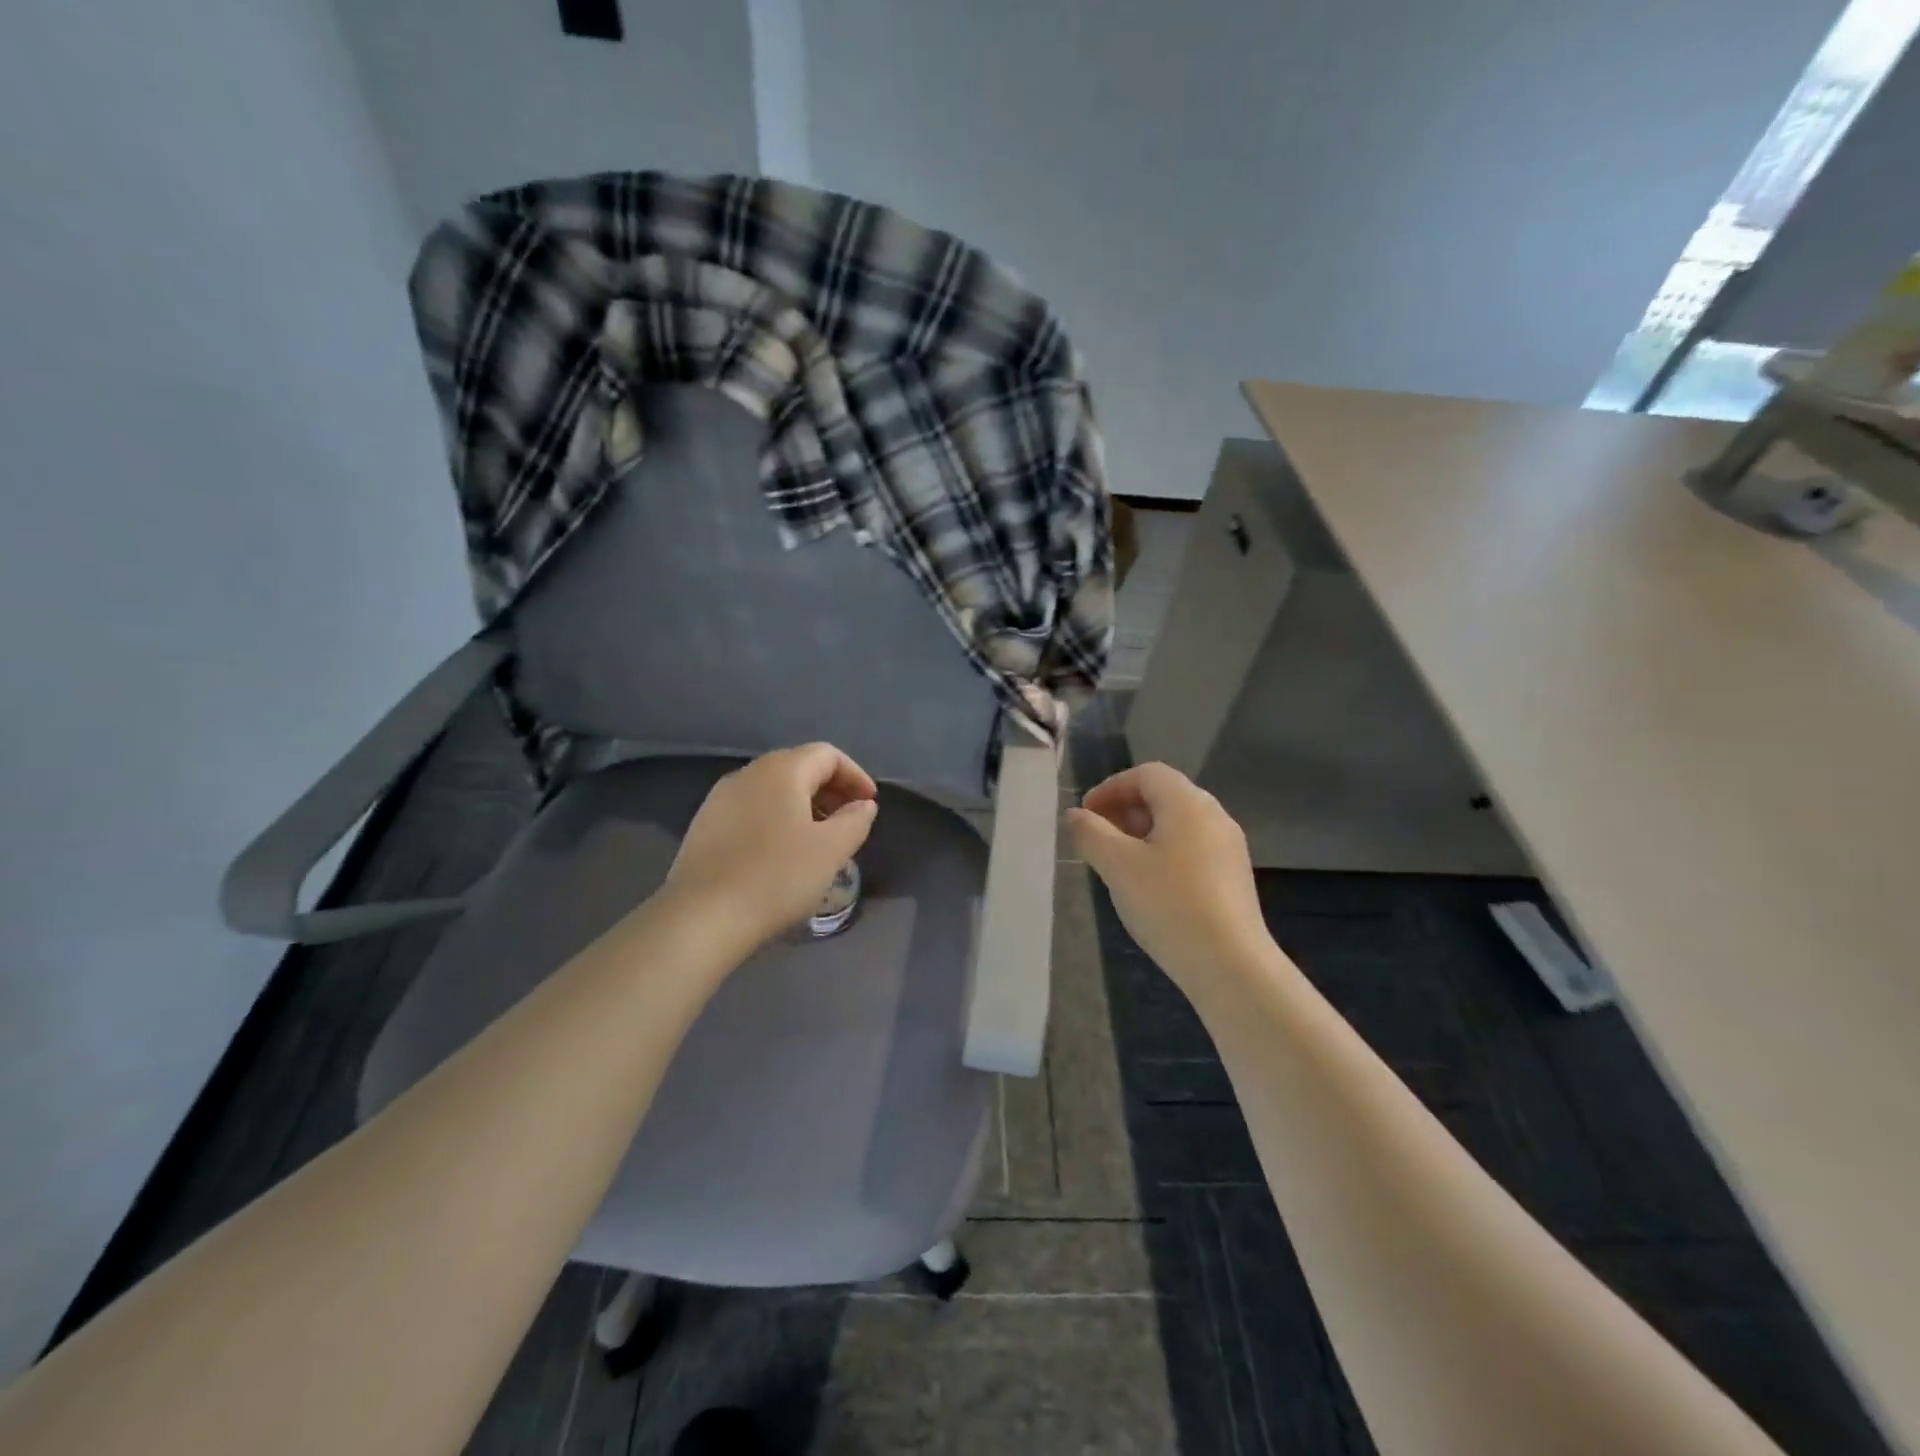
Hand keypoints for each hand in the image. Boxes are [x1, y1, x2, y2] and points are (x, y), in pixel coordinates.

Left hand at [664, 743, 878, 952]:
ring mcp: (720, 798)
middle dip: (830, 789)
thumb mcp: (832, 850)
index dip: (855, 776)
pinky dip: (776, 818)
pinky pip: (751, 808)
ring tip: (818, 839)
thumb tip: (862, 805)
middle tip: (849, 821)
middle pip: (799, 767)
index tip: (870, 805)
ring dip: (803, 805)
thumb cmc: (777, 877)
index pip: (828, 755)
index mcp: (782, 770)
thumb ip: (855, 820)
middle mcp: (748, 773)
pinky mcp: (704, 825)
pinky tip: (780, 852)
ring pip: (773, 789)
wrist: (702, 918)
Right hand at [1066, 762, 1269, 992]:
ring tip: (1117, 864)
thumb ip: (1091, 833)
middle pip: (1164, 796)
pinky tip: (1148, 886)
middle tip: (1096, 839)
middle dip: (1124, 810)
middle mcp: (1214, 816)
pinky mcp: (1233, 876)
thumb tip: (1074, 815)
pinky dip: (1163, 853)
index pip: (1146, 774)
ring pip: (1178, 824)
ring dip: (1142, 833)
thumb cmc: (1169, 904)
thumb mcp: (1118, 866)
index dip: (1111, 787)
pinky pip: (1191, 848)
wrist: (1230, 965)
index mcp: (1188, 803)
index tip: (1086, 815)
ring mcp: (1228, 847)